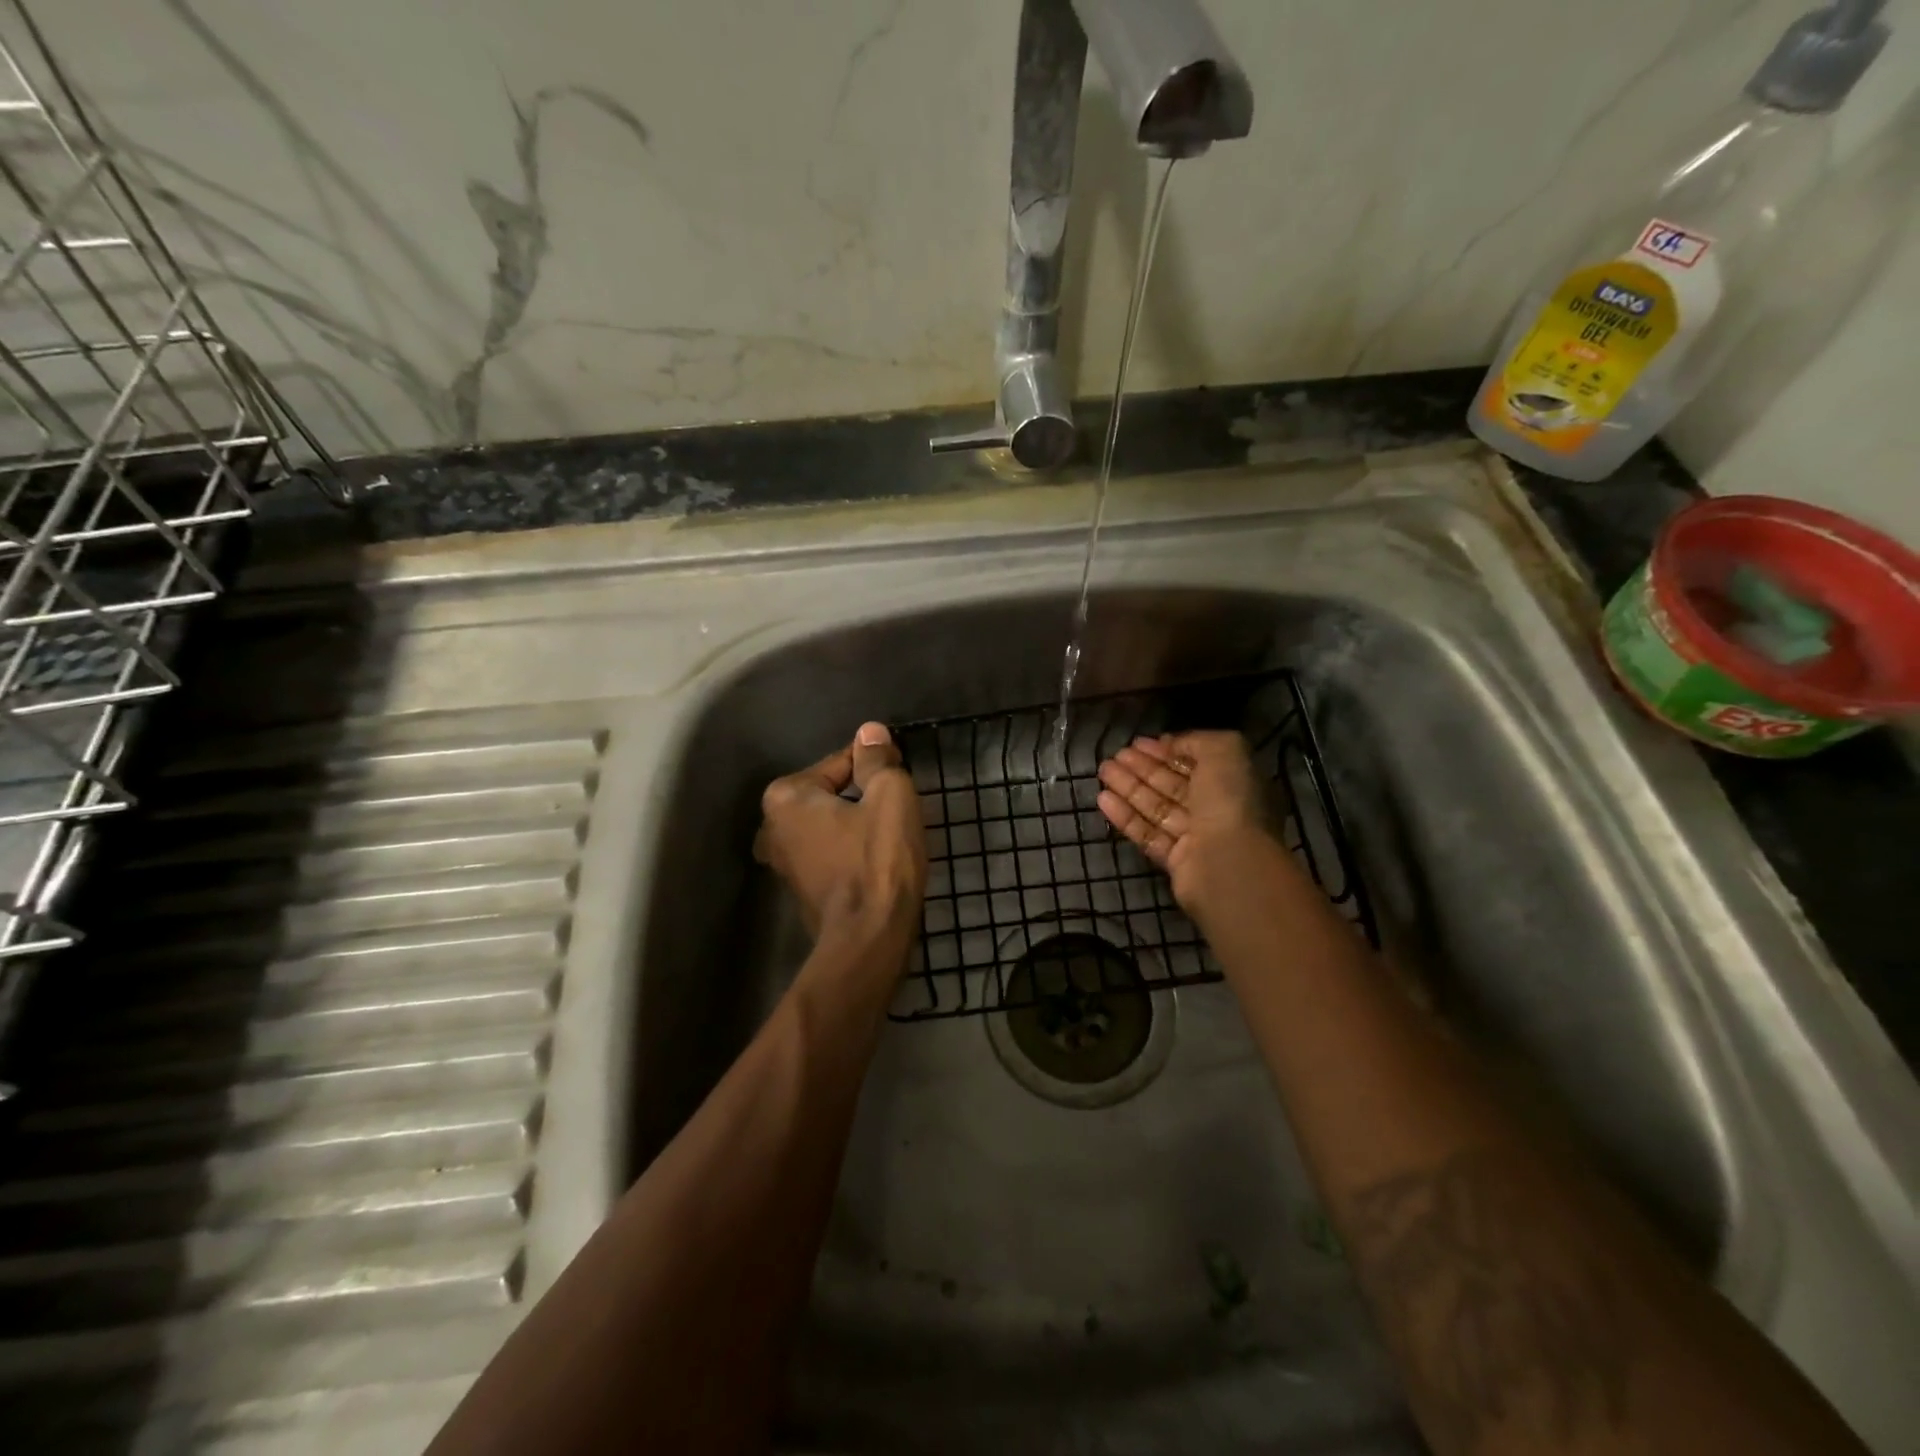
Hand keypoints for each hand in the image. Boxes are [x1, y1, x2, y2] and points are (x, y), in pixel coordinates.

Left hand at [755, 722, 926, 946]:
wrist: (870, 937)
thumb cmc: (879, 858)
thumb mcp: (889, 794)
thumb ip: (876, 758)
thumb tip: (870, 733)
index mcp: (785, 797)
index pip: (839, 763)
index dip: (875, 767)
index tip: (900, 776)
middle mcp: (772, 827)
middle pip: (831, 795)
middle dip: (862, 797)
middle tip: (897, 809)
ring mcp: (783, 864)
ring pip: (830, 825)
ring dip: (857, 825)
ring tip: (891, 836)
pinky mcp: (801, 891)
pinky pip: (830, 853)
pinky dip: (850, 851)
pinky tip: (876, 863)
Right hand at [1095, 731, 1287, 914]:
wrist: (1230, 862)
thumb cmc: (1230, 800)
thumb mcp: (1225, 750)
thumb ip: (1197, 741)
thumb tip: (1171, 744)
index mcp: (1232, 782)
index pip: (1195, 763)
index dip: (1167, 751)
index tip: (1138, 742)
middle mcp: (1215, 809)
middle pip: (1172, 785)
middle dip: (1143, 768)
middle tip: (1115, 755)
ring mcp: (1194, 837)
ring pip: (1156, 808)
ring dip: (1129, 788)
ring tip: (1103, 771)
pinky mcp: (1174, 860)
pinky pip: (1147, 834)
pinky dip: (1125, 817)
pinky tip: (1103, 800)